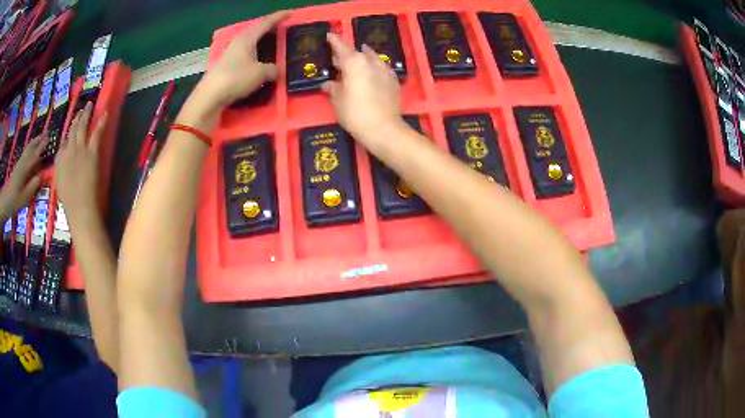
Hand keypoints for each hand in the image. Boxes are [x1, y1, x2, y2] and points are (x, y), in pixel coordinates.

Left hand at [0, 135, 43, 218]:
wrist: (4, 202)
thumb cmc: (14, 201)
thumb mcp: (24, 198)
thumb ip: (33, 186)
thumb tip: (42, 175)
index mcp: (25, 169)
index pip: (35, 155)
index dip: (42, 147)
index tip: (49, 138)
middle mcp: (22, 163)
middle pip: (31, 148)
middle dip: (38, 140)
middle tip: (46, 132)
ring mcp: (19, 164)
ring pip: (27, 149)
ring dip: (34, 142)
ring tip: (39, 137)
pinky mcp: (17, 168)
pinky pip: (24, 154)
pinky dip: (29, 148)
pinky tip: (30, 149)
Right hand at [55, 102, 105, 223]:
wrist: (79, 206)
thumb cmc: (69, 201)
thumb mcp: (59, 184)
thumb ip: (61, 170)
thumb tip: (64, 162)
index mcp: (59, 160)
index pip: (63, 143)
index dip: (67, 136)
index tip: (70, 129)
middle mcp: (68, 150)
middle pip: (72, 130)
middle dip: (76, 118)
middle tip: (80, 110)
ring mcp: (80, 149)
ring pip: (82, 126)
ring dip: (86, 114)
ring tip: (89, 105)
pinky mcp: (91, 151)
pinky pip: (96, 133)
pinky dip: (101, 122)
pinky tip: (105, 113)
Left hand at [197, 10, 290, 109]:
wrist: (209, 97)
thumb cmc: (235, 78)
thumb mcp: (260, 73)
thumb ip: (272, 70)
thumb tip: (276, 70)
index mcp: (247, 39)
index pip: (266, 23)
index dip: (279, 17)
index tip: (291, 13)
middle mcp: (238, 44)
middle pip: (256, 32)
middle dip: (269, 30)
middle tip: (281, 31)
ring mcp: (230, 56)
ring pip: (250, 45)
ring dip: (261, 45)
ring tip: (271, 48)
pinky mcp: (226, 68)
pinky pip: (245, 58)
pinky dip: (254, 58)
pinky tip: (258, 64)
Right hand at [323, 33, 404, 144]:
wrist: (384, 128)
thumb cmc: (355, 113)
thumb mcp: (338, 100)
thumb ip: (333, 88)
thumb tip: (328, 83)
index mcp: (353, 62)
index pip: (341, 47)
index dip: (334, 41)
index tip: (329, 35)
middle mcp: (370, 61)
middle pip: (356, 53)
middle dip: (346, 55)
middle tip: (337, 59)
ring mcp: (385, 69)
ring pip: (371, 58)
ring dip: (362, 58)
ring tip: (356, 63)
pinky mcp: (394, 80)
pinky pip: (381, 68)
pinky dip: (373, 68)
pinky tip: (371, 74)